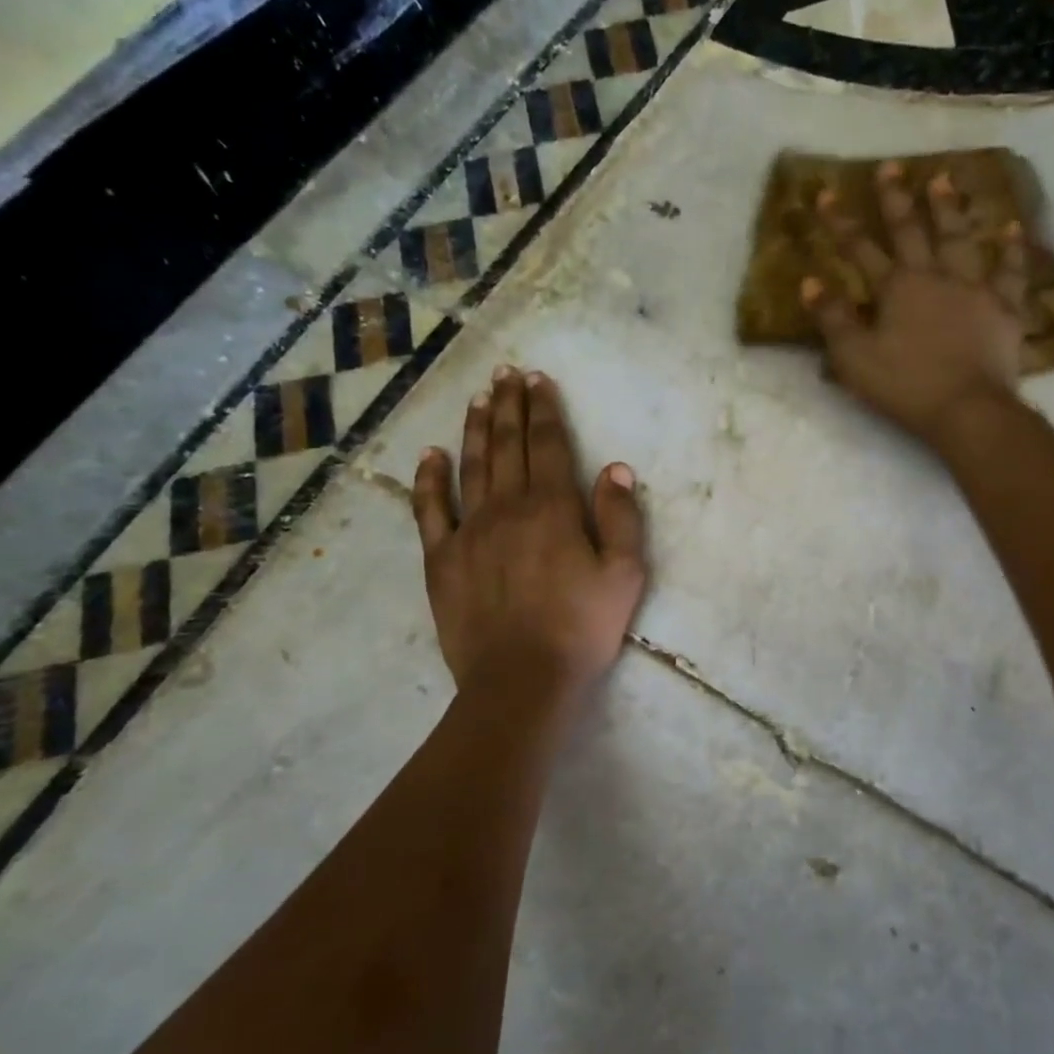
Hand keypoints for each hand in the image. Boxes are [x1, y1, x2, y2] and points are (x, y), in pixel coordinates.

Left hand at [410, 366, 646, 698]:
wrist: (522, 680)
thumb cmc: (582, 628)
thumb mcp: (624, 575)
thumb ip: (621, 518)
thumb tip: (615, 469)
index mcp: (554, 508)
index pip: (549, 445)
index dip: (545, 409)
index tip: (538, 379)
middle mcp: (508, 507)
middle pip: (508, 445)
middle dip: (509, 405)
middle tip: (506, 373)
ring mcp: (469, 531)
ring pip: (472, 466)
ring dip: (476, 428)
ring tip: (478, 398)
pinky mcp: (442, 558)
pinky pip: (430, 509)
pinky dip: (429, 478)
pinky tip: (431, 454)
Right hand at [803, 162, 1026, 449]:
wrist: (966, 408)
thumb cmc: (905, 386)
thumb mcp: (854, 358)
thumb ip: (832, 319)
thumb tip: (810, 282)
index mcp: (896, 288)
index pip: (860, 248)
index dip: (841, 222)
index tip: (827, 192)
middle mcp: (934, 276)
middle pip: (912, 230)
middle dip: (896, 199)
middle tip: (890, 167)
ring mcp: (973, 288)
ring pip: (959, 238)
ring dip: (949, 208)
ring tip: (943, 179)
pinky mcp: (1004, 307)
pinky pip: (1010, 272)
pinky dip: (1011, 249)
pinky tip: (1011, 227)